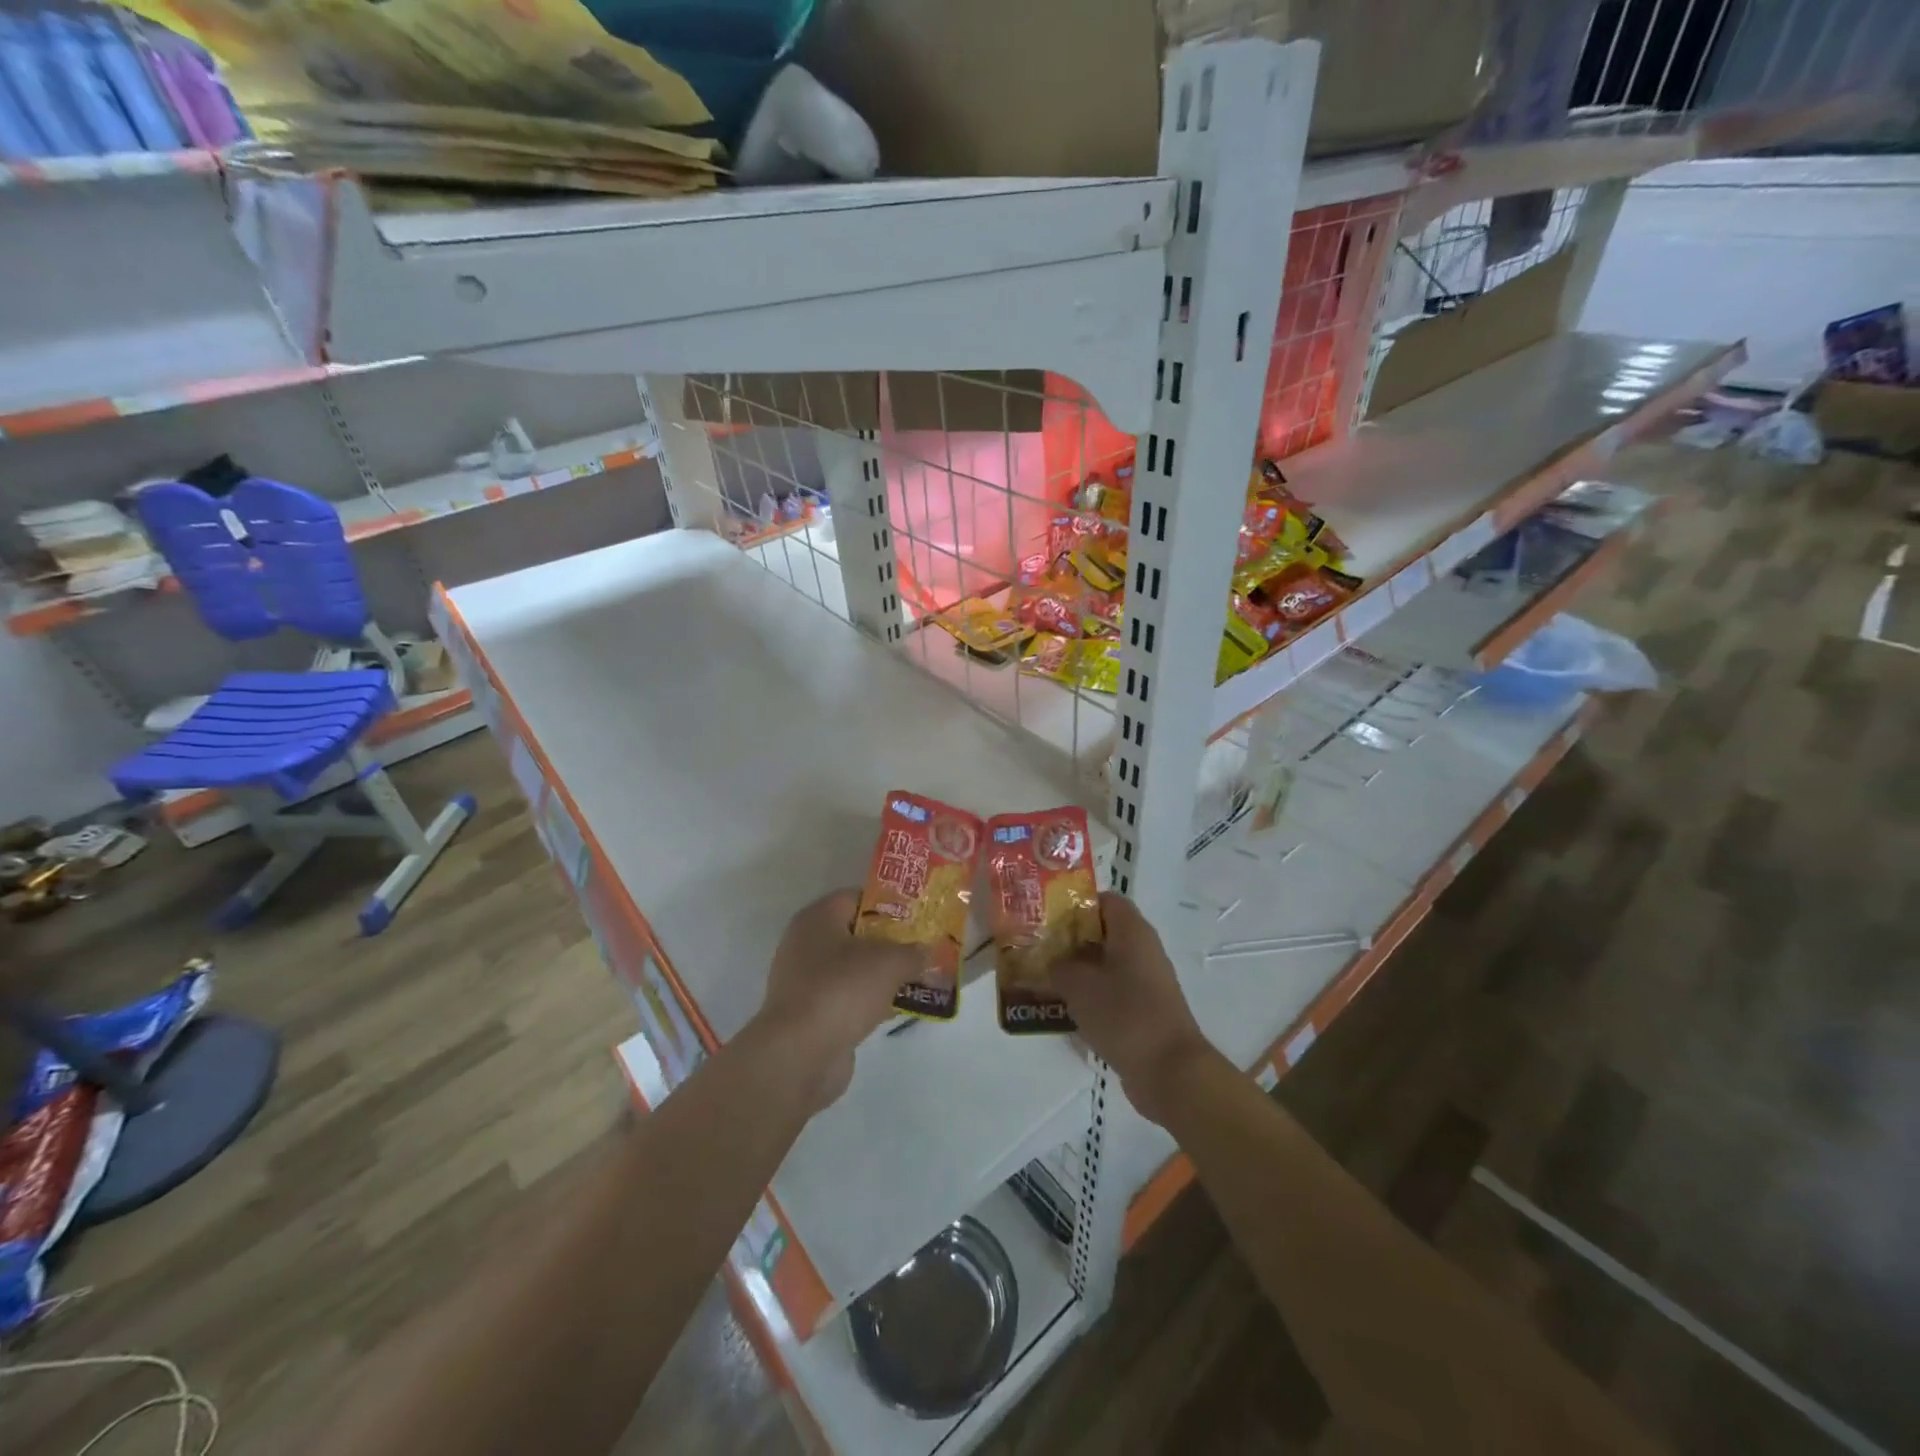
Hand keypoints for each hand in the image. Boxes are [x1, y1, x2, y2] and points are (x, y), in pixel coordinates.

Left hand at [747, 890, 919, 1113]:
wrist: (800, 1054)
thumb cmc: (842, 989)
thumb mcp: (889, 962)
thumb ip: (913, 953)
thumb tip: (928, 951)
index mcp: (818, 918)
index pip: (857, 898)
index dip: (890, 904)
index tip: (919, 916)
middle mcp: (806, 944)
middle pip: (856, 934)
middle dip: (891, 942)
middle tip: (924, 947)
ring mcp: (806, 981)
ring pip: (854, 969)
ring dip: (884, 975)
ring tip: (920, 978)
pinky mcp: (811, 1015)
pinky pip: (848, 998)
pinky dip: (871, 1001)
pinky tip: (899, 1008)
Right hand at [1054, 893, 1219, 1126]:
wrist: (1169, 1071)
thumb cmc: (1123, 1014)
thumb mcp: (1078, 985)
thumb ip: (1057, 967)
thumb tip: (1049, 964)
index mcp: (1132, 931)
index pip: (1104, 900)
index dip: (1075, 903)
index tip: (1046, 915)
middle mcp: (1142, 950)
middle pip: (1102, 933)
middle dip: (1069, 940)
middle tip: (1036, 948)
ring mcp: (1145, 983)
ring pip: (1104, 966)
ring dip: (1076, 972)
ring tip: (1041, 980)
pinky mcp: (1143, 1012)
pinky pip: (1111, 994)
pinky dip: (1089, 998)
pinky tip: (1062, 1011)